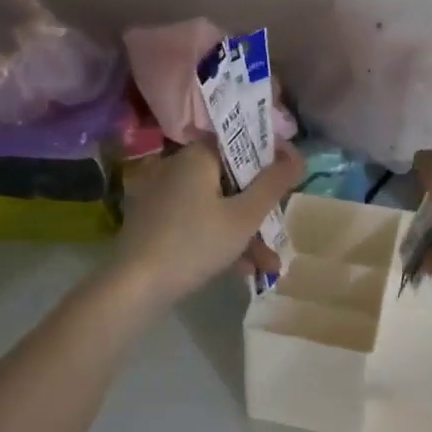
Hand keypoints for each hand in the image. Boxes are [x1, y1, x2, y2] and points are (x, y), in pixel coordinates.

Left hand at [113, 142, 304, 306]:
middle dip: (260, 210)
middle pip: (232, 180)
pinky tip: (242, 269)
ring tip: (268, 266)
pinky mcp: (156, 222)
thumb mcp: (245, 216)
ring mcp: (164, 195)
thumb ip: (274, 183)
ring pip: (217, 206)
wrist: (134, 287)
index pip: (242, 144)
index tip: (289, 186)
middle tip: (279, 235)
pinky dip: (220, 239)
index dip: (270, 162)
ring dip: (245, 233)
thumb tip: (297, 154)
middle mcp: (178, 167)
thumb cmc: (195, 243)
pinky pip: (198, 221)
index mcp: (198, 155)